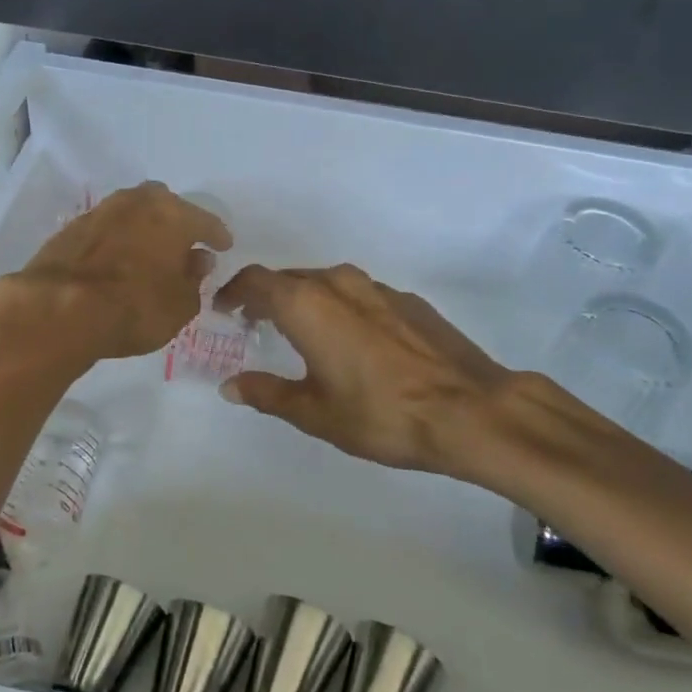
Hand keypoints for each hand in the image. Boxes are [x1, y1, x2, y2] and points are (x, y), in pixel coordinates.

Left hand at [13, 182, 231, 360]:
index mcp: (173, 215)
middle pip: (166, 204)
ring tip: (149, 252)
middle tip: (183, 245)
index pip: (206, 221)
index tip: (223, 246)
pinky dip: (118, 239)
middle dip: (177, 221)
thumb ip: (194, 280)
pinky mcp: (72, 227)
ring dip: (144, 228)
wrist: (58, 310)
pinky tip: (118, 259)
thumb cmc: (134, 307)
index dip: (217, 236)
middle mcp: (139, 202)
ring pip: (133, 212)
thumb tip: (197, 261)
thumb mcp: (181, 306)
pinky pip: (108, 228)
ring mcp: (102, 211)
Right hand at [215, 263, 529, 478]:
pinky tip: (351, 341)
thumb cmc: (381, 413)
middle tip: (254, 324)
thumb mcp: (315, 412)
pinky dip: (340, 308)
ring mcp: (377, 287)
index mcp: (306, 303)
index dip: (232, 291)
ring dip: (304, 300)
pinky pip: (358, 294)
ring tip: (299, 332)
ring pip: (326, 283)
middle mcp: (338, 283)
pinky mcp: (407, 300)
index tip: (222, 310)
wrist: (469, 408)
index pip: (255, 280)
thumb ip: (267, 393)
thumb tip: (230, 385)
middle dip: (266, 297)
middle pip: (289, 278)